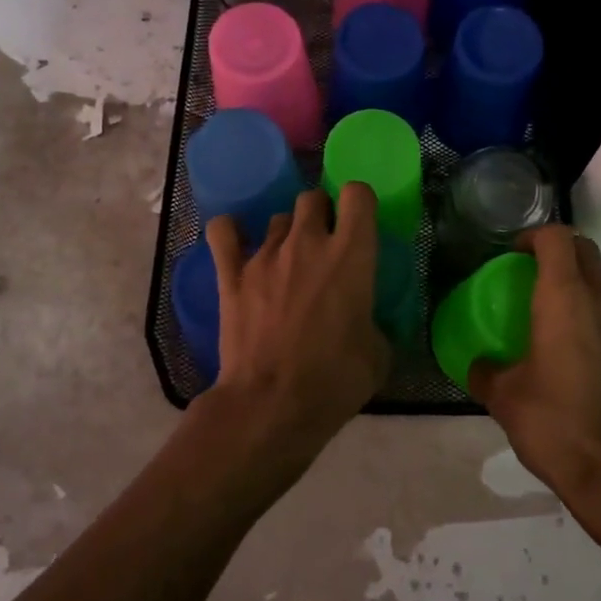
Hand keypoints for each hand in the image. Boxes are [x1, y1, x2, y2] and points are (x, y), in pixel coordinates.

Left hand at [205, 185, 391, 476]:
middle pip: (313, 197)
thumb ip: (372, 321)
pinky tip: (238, 244)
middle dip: (322, 214)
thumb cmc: (334, 381)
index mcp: (351, 255)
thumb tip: (362, 320)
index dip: (359, 204)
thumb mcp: (377, 354)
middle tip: (325, 247)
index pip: (357, 194)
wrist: (270, 406)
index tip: (360, 226)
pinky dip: (232, 232)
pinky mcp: (231, 275)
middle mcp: (308, 242)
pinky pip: (224, 232)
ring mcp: (265, 255)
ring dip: (287, 234)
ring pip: (278, 217)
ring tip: (287, 263)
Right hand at [468, 224, 600, 507]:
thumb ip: (486, 372)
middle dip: (563, 254)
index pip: (557, 237)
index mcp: (564, 298)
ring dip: (592, 286)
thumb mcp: (504, 398)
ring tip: (573, 315)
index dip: (535, 236)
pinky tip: (599, 358)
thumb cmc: (554, 424)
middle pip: (588, 251)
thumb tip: (479, 366)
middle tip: (541, 279)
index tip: (517, 254)